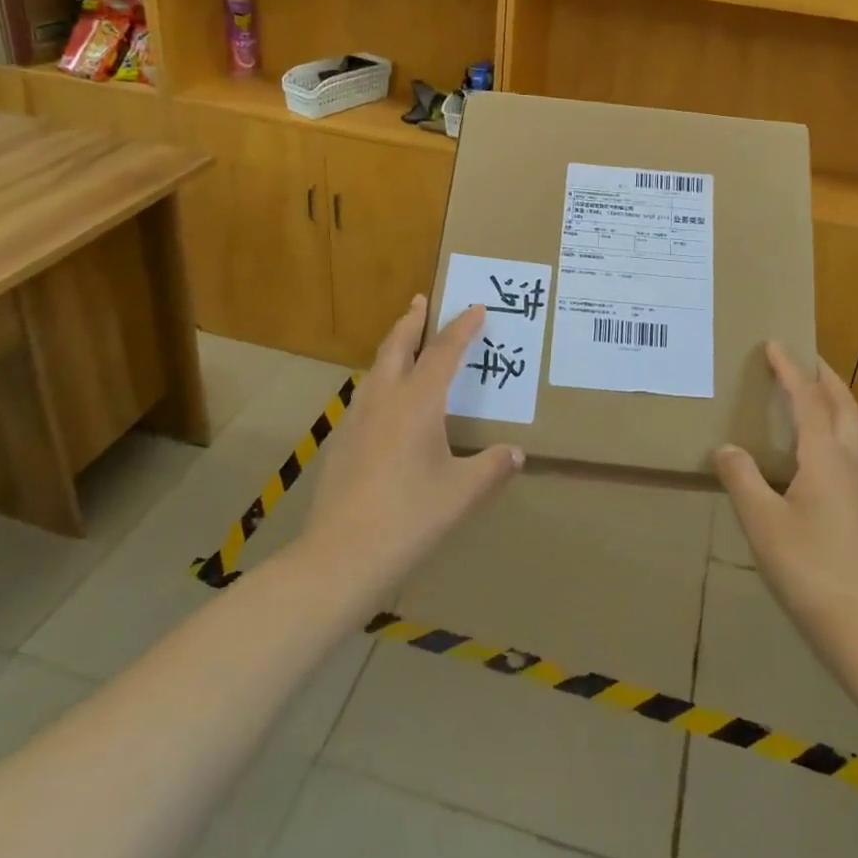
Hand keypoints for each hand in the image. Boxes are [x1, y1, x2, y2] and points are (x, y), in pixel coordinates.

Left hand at [302, 296, 523, 592]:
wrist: (341, 556)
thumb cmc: (410, 518)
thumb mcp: (462, 493)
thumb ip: (492, 467)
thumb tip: (517, 453)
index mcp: (418, 403)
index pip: (443, 352)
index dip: (461, 328)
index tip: (476, 308)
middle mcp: (385, 399)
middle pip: (397, 346)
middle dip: (412, 320)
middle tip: (420, 300)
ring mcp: (357, 419)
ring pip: (375, 368)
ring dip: (392, 347)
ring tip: (403, 342)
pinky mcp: (341, 442)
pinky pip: (365, 394)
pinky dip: (379, 379)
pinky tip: (384, 401)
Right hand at [715, 344, 857, 650]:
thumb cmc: (810, 568)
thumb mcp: (762, 522)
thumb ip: (742, 479)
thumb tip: (726, 449)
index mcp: (825, 458)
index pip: (807, 400)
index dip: (790, 370)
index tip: (775, 344)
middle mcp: (848, 465)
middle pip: (844, 407)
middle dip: (825, 378)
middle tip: (805, 359)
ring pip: (849, 431)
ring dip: (831, 404)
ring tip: (806, 398)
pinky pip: (845, 454)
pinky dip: (829, 434)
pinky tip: (809, 456)